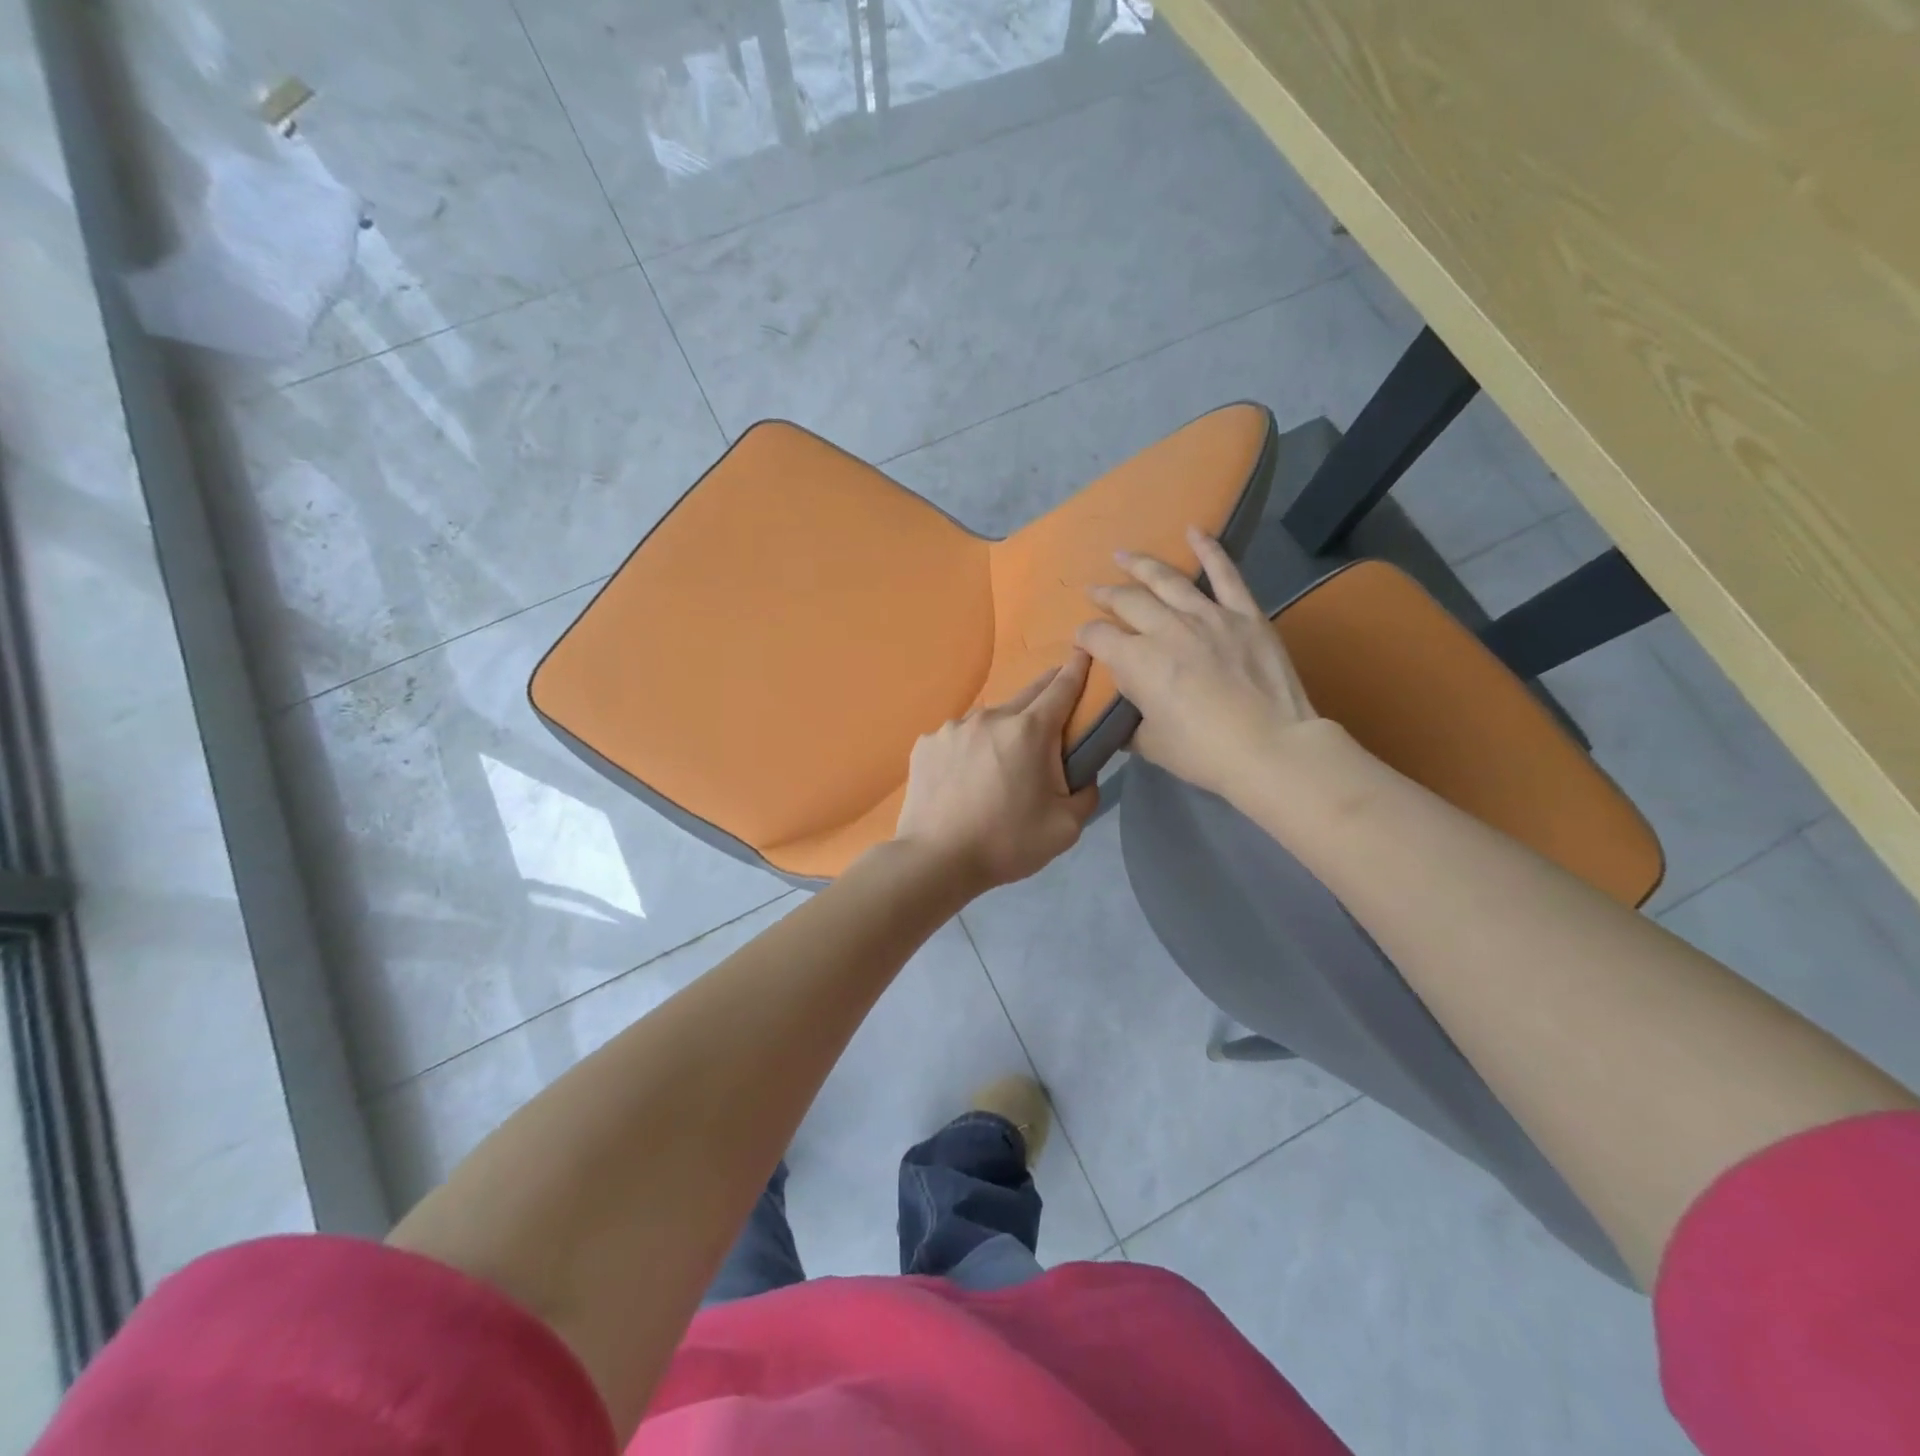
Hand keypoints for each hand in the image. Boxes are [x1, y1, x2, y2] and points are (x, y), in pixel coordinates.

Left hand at [894, 652, 1100, 893]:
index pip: (1061, 688)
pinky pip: (958, 738)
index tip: (1084, 652)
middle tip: (1054, 709)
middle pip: (1026, 695)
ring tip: (999, 765)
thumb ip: (1085, 792)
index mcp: (1029, 732)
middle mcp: (990, 717)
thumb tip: (1082, 773)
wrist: (935, 860)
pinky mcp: (926, 744)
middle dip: (1045, 695)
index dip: (1077, 669)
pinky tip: (964, 778)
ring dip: (1003, 731)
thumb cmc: (1006, 843)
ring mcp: (953, 728)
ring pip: (989, 720)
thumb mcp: (1066, 827)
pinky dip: (969, 749)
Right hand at [1075, 528, 1317, 802]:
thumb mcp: (1151, 745)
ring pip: (1167, 580)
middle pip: (1127, 602)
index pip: (1097, 637)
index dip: (1084, 638)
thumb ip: (1130, 725)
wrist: (1271, 748)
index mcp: (1137, 662)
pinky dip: (1209, 549)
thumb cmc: (1204, 752)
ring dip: (1141, 566)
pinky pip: (1225, 574)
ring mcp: (1207, 616)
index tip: (1082, 642)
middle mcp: (1166, 629)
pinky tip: (1195, 530)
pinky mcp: (1244, 614)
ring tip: (1123, 555)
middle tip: (1095, 592)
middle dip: (1105, 596)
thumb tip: (1120, 720)